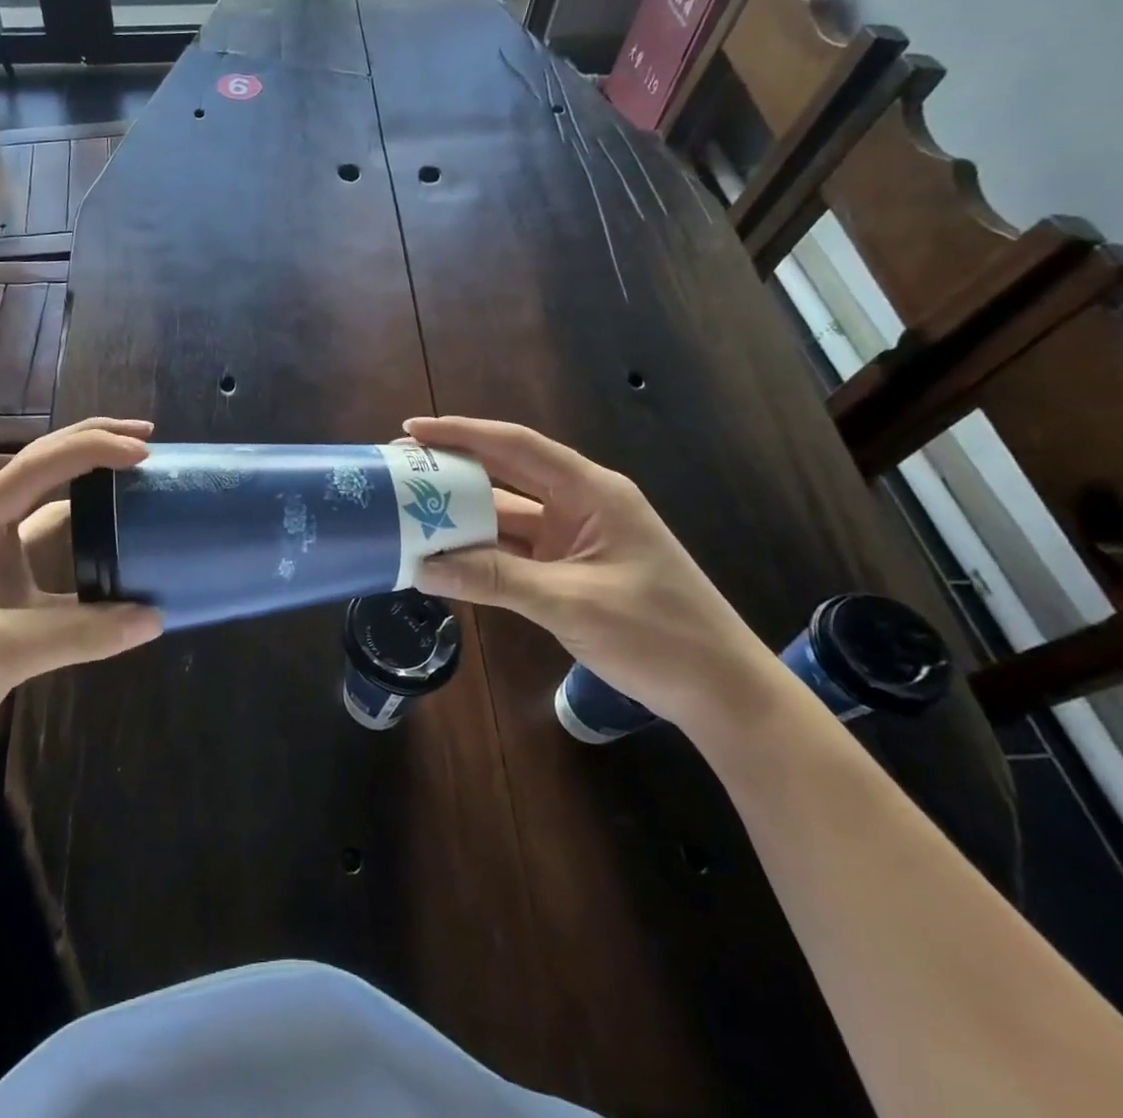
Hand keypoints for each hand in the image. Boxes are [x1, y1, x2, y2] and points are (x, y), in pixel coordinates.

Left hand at [0, 419, 162, 790]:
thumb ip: (77, 633)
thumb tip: (154, 618)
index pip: (36, 468)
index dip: (91, 451)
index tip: (143, 451)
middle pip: (44, 474)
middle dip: (93, 448)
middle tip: (148, 440)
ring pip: (54, 519)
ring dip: (95, 502)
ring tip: (141, 489)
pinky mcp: (6, 606)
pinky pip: (60, 573)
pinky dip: (93, 566)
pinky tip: (125, 571)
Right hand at [406, 416, 783, 735]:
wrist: (723, 692)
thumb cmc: (658, 635)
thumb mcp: (570, 604)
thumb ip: (494, 580)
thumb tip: (422, 567)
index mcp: (591, 492)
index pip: (516, 447)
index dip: (461, 434)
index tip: (411, 430)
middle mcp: (580, 504)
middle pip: (506, 474)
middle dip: (453, 469)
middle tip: (399, 468)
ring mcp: (575, 538)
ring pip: (507, 515)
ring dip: (463, 515)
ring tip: (409, 510)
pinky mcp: (569, 569)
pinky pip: (514, 550)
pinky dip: (480, 551)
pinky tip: (444, 554)